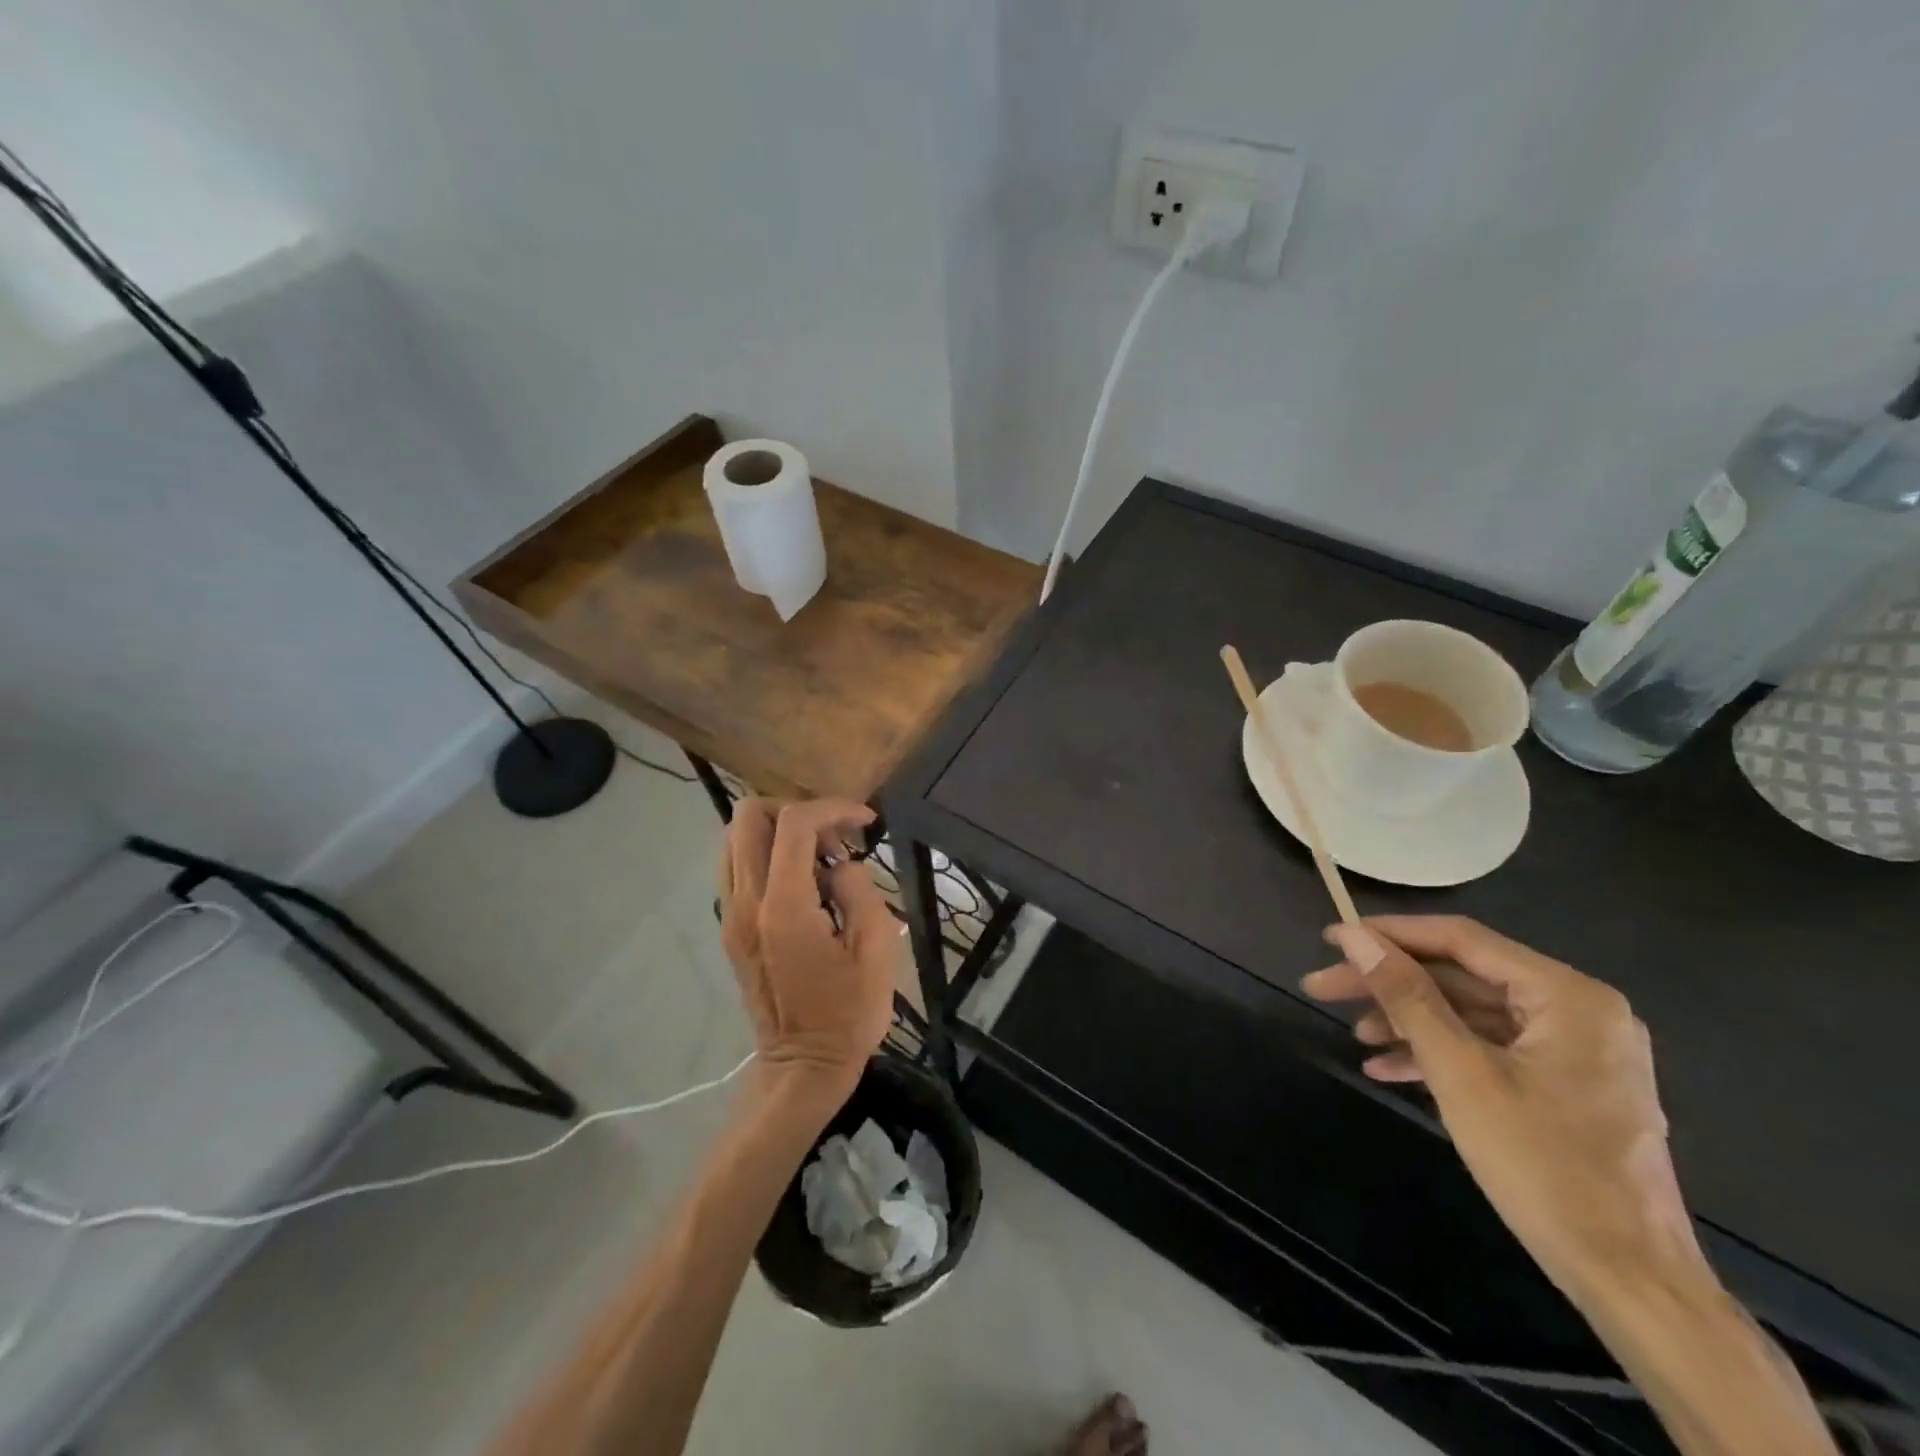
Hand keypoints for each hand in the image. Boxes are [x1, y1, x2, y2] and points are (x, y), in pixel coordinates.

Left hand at [718, 799, 897, 1086]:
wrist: (803, 1067)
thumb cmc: (849, 1013)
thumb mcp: (877, 949)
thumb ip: (859, 889)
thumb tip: (839, 864)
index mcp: (784, 908)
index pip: (795, 824)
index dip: (833, 808)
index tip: (866, 820)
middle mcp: (745, 903)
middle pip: (748, 817)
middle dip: (796, 809)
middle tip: (834, 835)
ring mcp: (730, 915)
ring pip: (735, 838)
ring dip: (779, 831)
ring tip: (821, 856)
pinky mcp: (729, 927)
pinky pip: (738, 866)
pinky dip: (768, 854)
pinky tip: (804, 880)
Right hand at [1302, 916, 1703, 1301]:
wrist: (1632, 1283)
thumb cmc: (1545, 1167)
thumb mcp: (1462, 1073)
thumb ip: (1407, 997)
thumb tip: (1355, 938)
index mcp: (1567, 996)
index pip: (1461, 940)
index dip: (1390, 935)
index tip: (1331, 939)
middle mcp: (1576, 1010)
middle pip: (1461, 977)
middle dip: (1390, 984)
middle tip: (1323, 988)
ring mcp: (1573, 1049)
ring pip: (1469, 1013)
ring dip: (1408, 1021)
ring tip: (1355, 1036)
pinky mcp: (1564, 1084)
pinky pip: (1488, 1048)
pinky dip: (1439, 1053)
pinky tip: (1388, 1068)